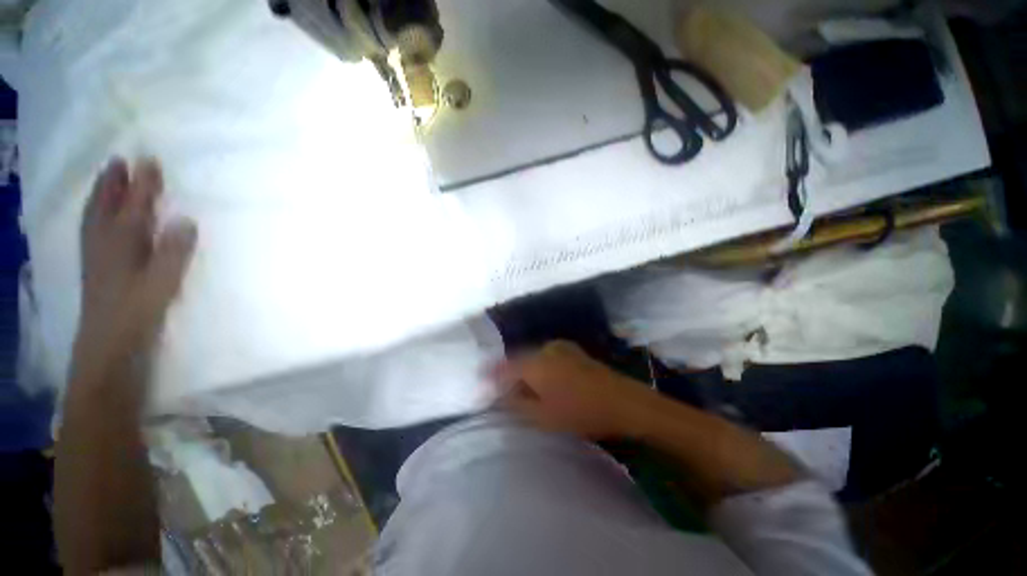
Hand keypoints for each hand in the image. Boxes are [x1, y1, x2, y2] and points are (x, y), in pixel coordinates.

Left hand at [77, 158, 196, 363]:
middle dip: (114, 182)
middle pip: (108, 205)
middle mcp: (105, 243)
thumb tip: (186, 220)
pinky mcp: (96, 267)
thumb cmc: (136, 313)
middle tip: (121, 161)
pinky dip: (96, 215)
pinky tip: (98, 216)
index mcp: (122, 244)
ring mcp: (97, 255)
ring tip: (107, 179)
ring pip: (96, 216)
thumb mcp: (161, 284)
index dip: (142, 183)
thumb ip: (174, 252)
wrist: (108, 345)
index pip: (133, 205)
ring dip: (102, 195)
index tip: (150, 160)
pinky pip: (93, 230)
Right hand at [494, 341, 654, 439]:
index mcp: (534, 363)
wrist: (622, 401)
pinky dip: (540, 368)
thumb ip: (516, 404)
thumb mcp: (542, 416)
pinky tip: (545, 381)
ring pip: (534, 358)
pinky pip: (547, 357)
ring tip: (525, 390)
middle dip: (510, 375)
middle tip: (505, 392)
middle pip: (520, 361)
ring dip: (526, 372)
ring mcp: (560, 348)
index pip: (505, 367)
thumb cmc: (580, 412)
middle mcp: (544, 349)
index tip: (480, 381)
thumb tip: (499, 396)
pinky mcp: (572, 351)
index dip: (491, 374)